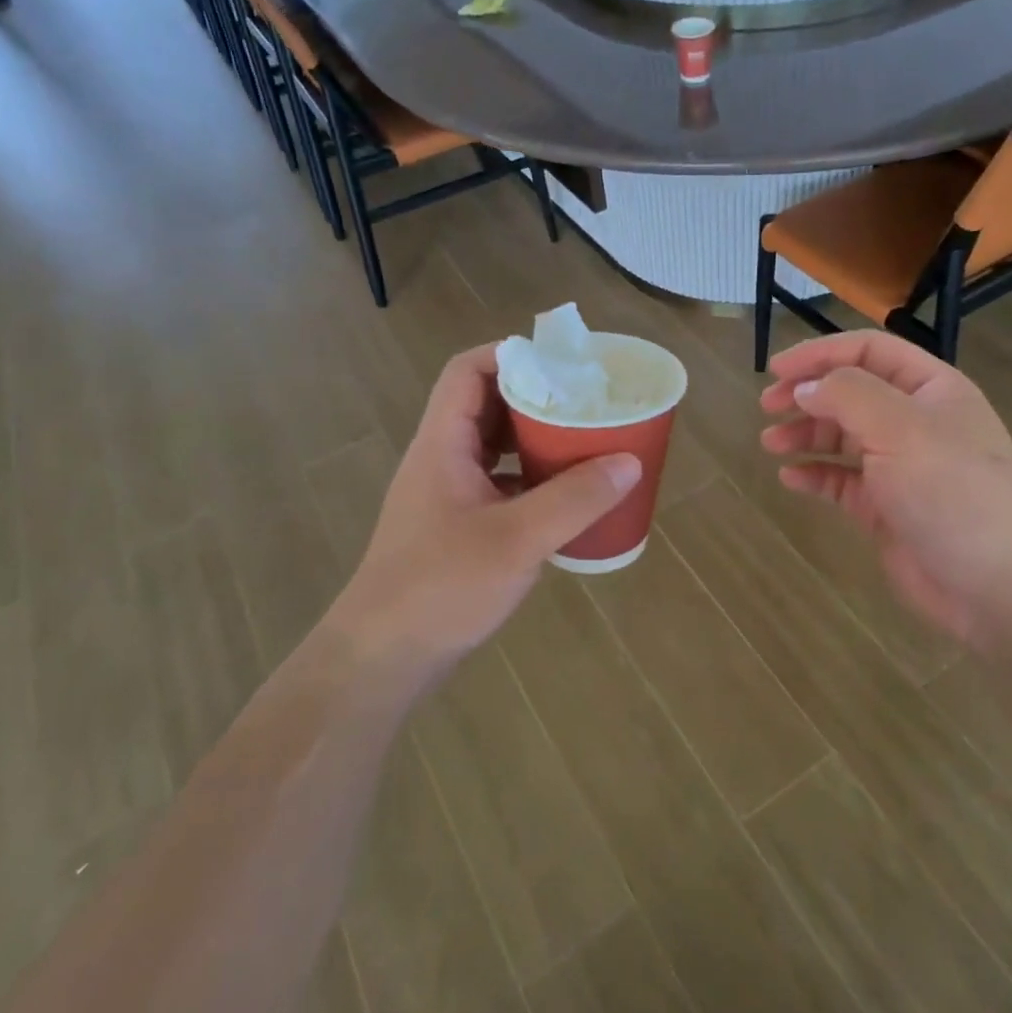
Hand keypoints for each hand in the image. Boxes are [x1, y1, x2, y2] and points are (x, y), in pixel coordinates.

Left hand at [330, 345, 639, 683]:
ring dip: (534, 441)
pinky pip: (497, 485)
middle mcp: (440, 460)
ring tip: (583, 443)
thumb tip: (629, 462)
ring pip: (493, 448)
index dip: (511, 354)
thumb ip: (575, 499)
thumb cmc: (441, 587)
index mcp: (442, 445)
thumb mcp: (517, 539)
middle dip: (536, 398)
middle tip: (586, 402)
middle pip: (485, 406)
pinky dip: (530, 481)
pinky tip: (564, 499)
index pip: (467, 371)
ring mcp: (446, 496)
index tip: (563, 362)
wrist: (382, 657)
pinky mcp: (455, 528)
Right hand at [760, 331, 1011, 648]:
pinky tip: (790, 478)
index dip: (821, 354)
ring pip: (843, 436)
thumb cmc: (952, 492)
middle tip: (766, 406)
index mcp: (931, 389)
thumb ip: (847, 396)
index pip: (869, 351)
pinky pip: (842, 481)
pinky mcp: (886, 507)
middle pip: (851, 392)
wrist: (995, 584)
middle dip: (807, 394)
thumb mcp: (901, 428)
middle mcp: (916, 421)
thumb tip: (805, 388)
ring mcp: (901, 466)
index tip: (777, 371)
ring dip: (805, 434)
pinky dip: (815, 475)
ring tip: (771, 444)